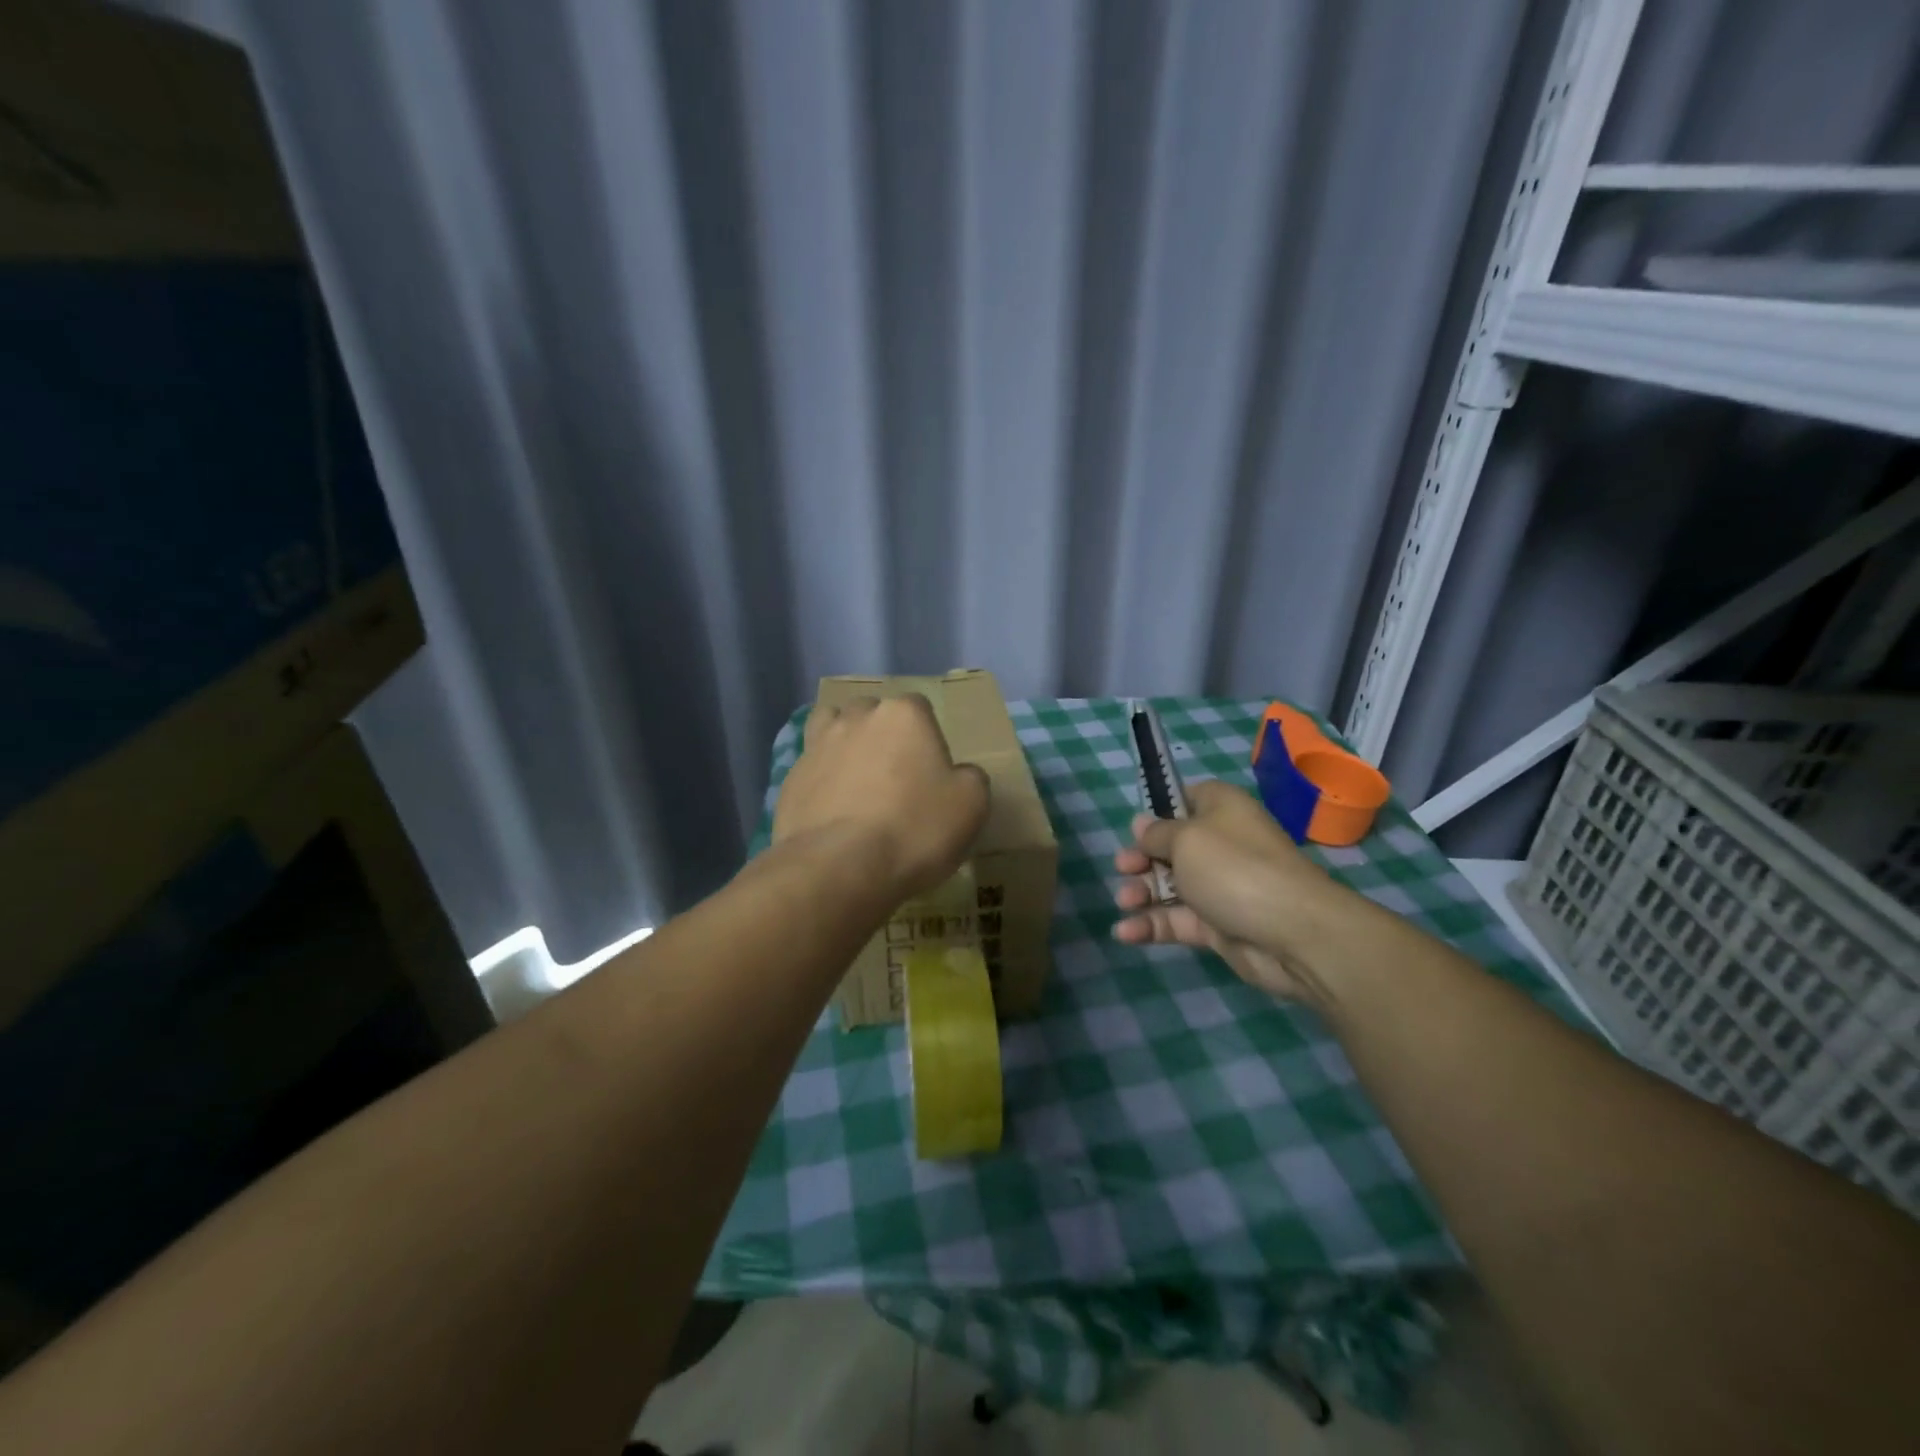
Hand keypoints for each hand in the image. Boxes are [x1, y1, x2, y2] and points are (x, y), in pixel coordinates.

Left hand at [775, 695, 989, 900]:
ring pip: (832, 728)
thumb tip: (958, 774)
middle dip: (882, 735)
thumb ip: (970, 778)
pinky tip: (831, 809)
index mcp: (904, 715)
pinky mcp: (790, 778)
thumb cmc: (914, 829)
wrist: (839, 866)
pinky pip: (811, 768)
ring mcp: (818, 745)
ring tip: (855, 779)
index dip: (927, 738)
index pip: (920, 708)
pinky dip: (821, 780)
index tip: (931, 773)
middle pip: (873, 712)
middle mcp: (857, 718)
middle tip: (894, 776)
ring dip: (844, 744)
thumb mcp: (971, 806)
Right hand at [1111, 780, 1349, 1008]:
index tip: (1134, 827)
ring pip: (1169, 886)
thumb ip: (1156, 834)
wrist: (1292, 933)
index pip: (1185, 799)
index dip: (1157, 811)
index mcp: (1220, 809)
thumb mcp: (1185, 839)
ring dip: (1141, 893)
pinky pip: (1177, 920)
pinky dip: (1151, 925)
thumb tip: (1141, 824)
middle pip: (1170, 847)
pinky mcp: (1217, 925)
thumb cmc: (1234, 868)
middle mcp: (1221, 844)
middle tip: (1122, 868)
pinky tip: (1126, 932)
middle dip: (1141, 858)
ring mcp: (1219, 887)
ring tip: (1125, 902)